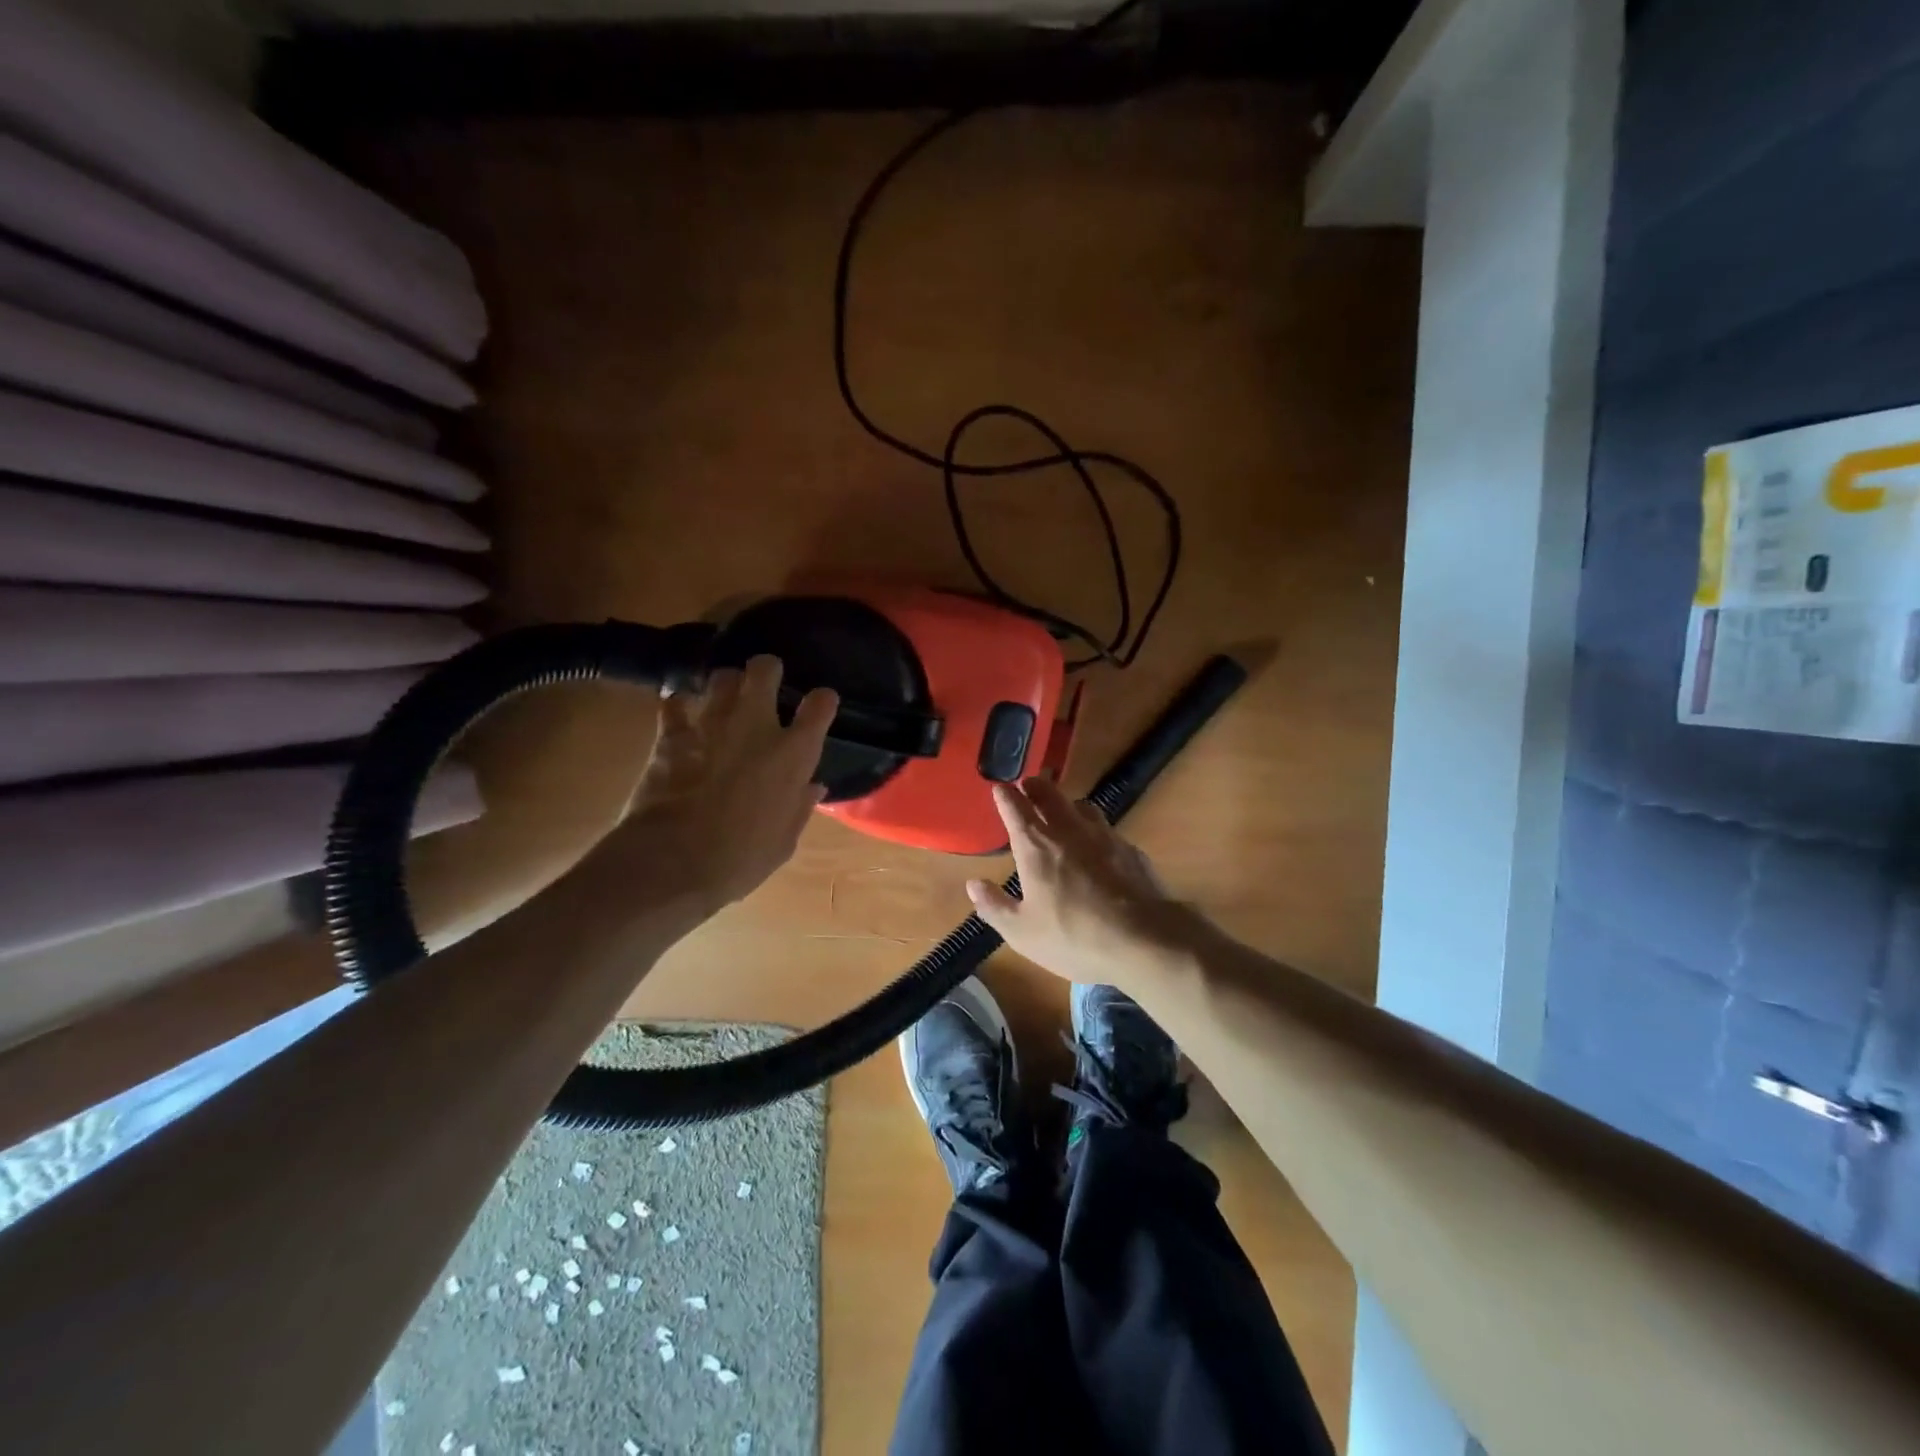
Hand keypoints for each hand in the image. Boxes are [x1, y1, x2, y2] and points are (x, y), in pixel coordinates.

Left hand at [604, 655, 837, 918]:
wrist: (674, 863)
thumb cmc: (740, 859)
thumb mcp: (783, 842)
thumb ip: (799, 807)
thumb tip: (813, 786)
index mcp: (793, 754)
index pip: (821, 704)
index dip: (822, 700)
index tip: (819, 704)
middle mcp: (756, 726)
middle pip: (764, 670)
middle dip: (767, 670)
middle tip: (765, 681)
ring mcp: (711, 725)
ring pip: (721, 678)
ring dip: (726, 684)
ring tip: (724, 695)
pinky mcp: (672, 734)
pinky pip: (674, 703)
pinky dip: (678, 704)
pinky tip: (679, 710)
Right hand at [965, 777, 1193, 987]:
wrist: (1145, 940)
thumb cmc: (1074, 937)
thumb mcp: (1023, 932)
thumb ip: (995, 906)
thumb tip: (973, 885)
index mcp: (1036, 846)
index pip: (1015, 808)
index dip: (1004, 795)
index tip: (998, 788)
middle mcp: (1069, 831)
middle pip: (1050, 795)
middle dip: (1035, 787)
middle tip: (1028, 784)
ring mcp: (1104, 836)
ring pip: (1082, 806)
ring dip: (1067, 803)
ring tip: (1063, 810)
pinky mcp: (1131, 850)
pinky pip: (1107, 829)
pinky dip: (1095, 829)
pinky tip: (1099, 846)